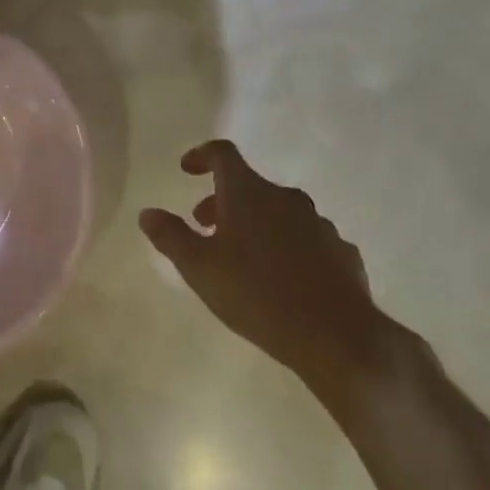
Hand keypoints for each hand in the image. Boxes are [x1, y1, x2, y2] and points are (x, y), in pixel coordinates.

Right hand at [139, 140, 388, 399]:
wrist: (337, 336)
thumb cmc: (257, 294)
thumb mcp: (199, 268)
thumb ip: (171, 236)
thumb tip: (148, 213)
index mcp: (248, 193)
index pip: (223, 154)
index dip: (201, 155)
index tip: (187, 170)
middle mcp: (285, 198)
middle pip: (249, 186)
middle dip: (223, 201)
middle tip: (205, 227)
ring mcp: (318, 224)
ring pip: (278, 213)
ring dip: (255, 224)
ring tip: (242, 258)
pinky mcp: (341, 252)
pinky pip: (306, 239)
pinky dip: (287, 246)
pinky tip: (282, 279)